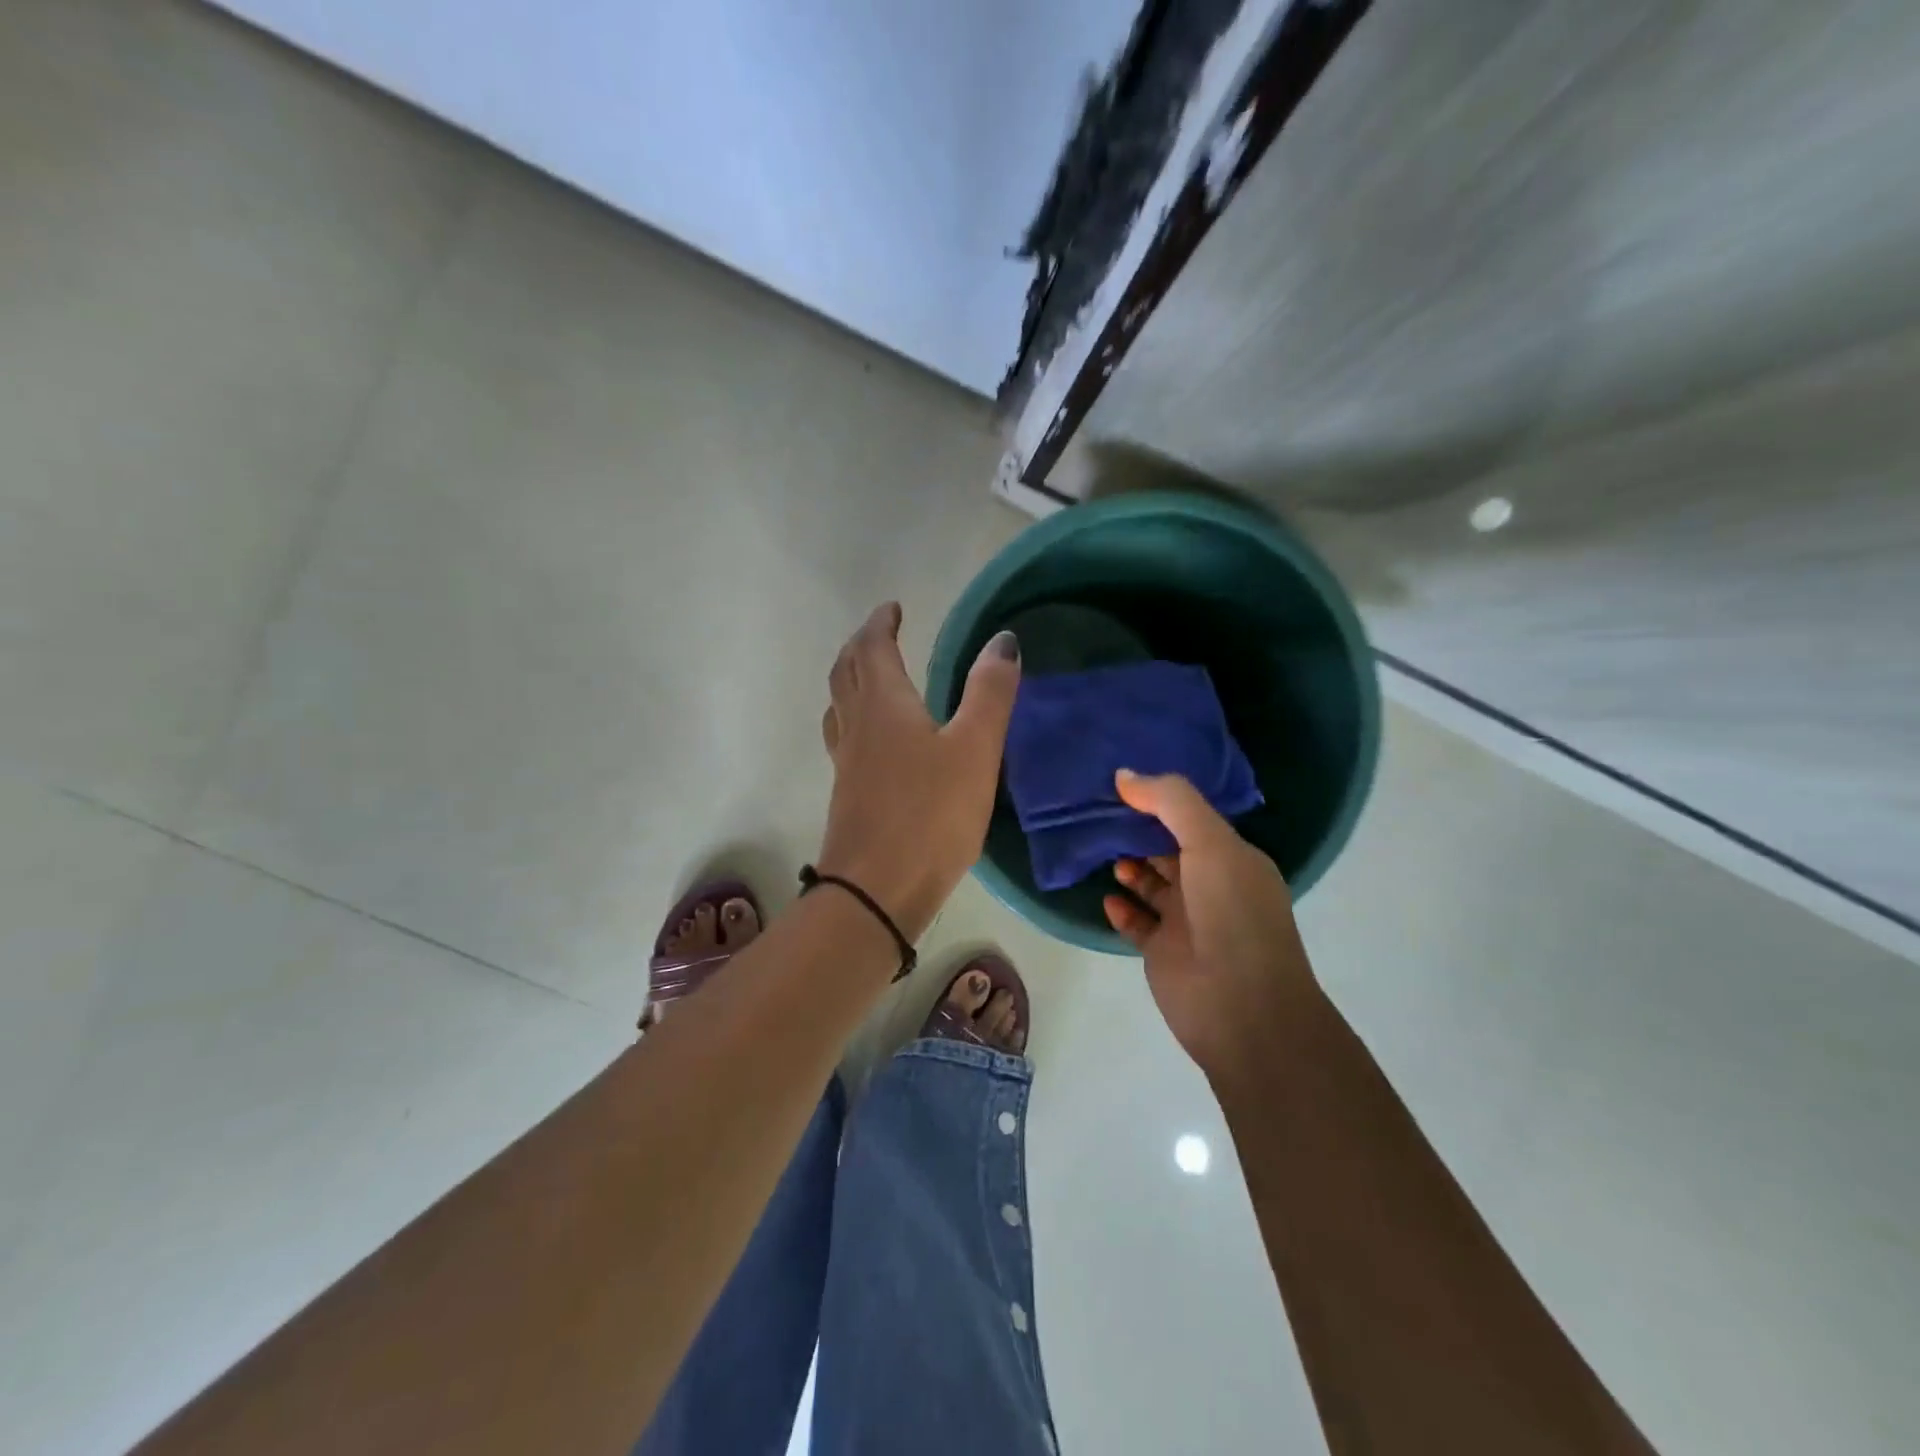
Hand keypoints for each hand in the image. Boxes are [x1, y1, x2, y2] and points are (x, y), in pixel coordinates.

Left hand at [817, 603, 1020, 940]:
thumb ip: (990, 693)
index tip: (893, 609)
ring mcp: (846, 762)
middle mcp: (856, 725)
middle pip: (845, 671)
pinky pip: (843, 737)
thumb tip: (1003, 640)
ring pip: (838, 704)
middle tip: (881, 633)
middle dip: (862, 645)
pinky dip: (853, 717)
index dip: (881, 623)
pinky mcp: (847, 793)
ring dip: (850, 678)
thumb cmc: (931, 815)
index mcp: (883, 704)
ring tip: (870, 676)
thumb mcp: (974, 750)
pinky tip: (871, 739)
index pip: (873, 648)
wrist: (877, 891)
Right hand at [1102, 770, 1321, 1082]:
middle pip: (1168, 849)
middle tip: (1098, 812)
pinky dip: (1121, 908)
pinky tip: (1108, 897)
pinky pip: (1136, 921)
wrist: (1241, 1008)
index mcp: (1232, 858)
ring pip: (1150, 883)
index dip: (1160, 800)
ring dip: (1128, 867)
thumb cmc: (1232, 914)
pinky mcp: (1163, 951)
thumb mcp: (1210, 843)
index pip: (1192, 819)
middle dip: (1138, 831)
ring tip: (1101, 851)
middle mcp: (1211, 885)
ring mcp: (1187, 920)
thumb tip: (1124, 775)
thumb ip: (1170, 802)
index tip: (1122, 783)